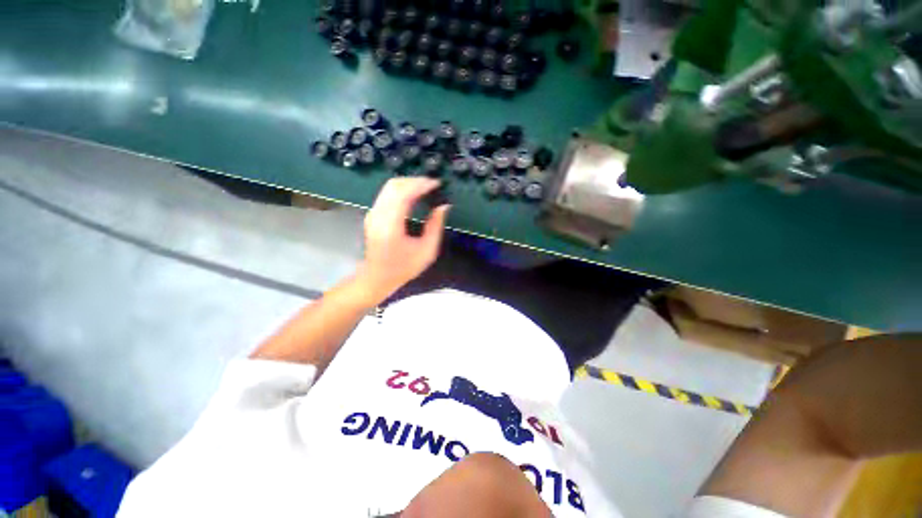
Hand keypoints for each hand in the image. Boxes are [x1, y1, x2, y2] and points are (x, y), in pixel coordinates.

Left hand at [356, 178, 449, 304]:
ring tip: (426, 187)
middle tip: (433, 184)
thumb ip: (435, 226)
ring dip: (408, 183)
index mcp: (391, 226)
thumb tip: (443, 206)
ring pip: (389, 187)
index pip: (403, 194)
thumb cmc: (404, 268)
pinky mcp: (372, 214)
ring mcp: (372, 213)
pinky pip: (387, 194)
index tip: (437, 183)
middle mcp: (378, 215)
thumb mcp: (427, 251)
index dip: (421, 185)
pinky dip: (402, 189)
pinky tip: (414, 194)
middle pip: (394, 185)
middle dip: (415, 180)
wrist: (377, 277)